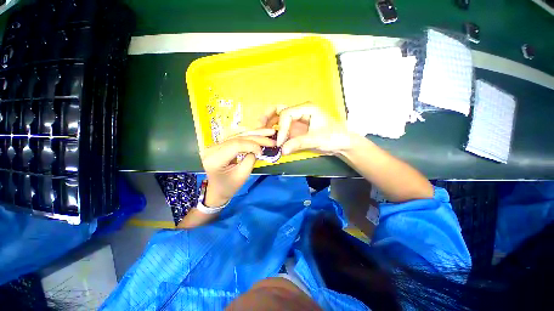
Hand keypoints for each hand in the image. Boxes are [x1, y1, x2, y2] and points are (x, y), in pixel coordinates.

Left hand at [201, 129, 275, 206]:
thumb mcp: (242, 175)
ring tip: (269, 132)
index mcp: (214, 159)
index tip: (261, 152)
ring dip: (255, 134)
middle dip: (257, 138)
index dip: (251, 145)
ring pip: (238, 135)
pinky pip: (237, 137)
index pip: (235, 145)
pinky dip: (250, 135)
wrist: (217, 190)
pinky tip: (259, 133)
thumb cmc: (229, 186)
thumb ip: (250, 160)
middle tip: (271, 139)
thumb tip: (258, 149)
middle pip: (238, 138)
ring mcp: (215, 145)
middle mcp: (212, 149)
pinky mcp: (221, 144)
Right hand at [261, 102, 353, 155]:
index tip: (280, 142)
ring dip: (270, 123)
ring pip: (279, 117)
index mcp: (306, 108)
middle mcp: (300, 111)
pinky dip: (276, 130)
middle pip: (279, 109)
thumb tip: (282, 150)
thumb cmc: (333, 137)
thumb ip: (298, 143)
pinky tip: (272, 137)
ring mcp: (298, 119)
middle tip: (260, 125)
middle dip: (268, 116)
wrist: (342, 143)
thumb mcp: (316, 139)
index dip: (281, 128)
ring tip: (263, 131)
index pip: (286, 114)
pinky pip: (283, 127)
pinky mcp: (297, 128)